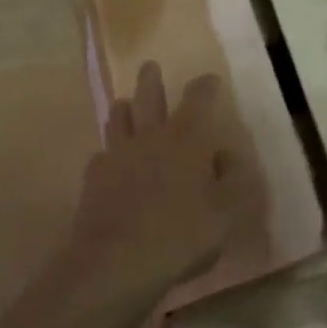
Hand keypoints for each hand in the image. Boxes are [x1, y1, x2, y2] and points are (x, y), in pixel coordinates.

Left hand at [60, 62, 235, 303]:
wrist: (117, 261)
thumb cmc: (181, 235)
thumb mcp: (226, 214)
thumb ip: (232, 181)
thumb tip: (226, 156)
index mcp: (186, 140)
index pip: (198, 99)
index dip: (205, 86)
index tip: (209, 79)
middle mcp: (150, 137)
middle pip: (148, 98)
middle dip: (151, 80)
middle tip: (149, 65)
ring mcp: (117, 155)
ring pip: (118, 120)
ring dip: (123, 108)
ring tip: (123, 103)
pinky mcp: (94, 178)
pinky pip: (101, 155)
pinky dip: (108, 153)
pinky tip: (108, 160)